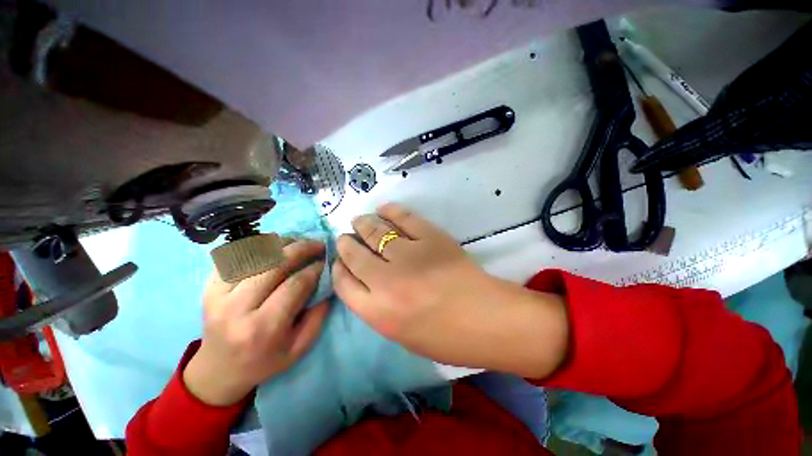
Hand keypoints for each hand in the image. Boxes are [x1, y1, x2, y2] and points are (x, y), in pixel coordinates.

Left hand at [183, 240, 329, 405]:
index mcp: (263, 328)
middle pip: (274, 264)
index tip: (326, 262)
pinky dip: (257, 247)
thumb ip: (318, 315)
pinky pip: (236, 256)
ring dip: (281, 244)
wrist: (219, 370)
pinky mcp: (208, 287)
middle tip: (317, 244)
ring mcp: (217, 295)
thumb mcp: (300, 348)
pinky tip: (274, 248)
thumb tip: (327, 282)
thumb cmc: (265, 361)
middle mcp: (237, 308)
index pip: (295, 285)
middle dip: (302, 249)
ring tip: (298, 243)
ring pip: (254, 255)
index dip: (314, 269)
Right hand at [333, 203, 568, 378]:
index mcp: (378, 312)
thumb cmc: (447, 338)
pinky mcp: (431, 237)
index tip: (340, 262)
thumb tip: (367, 282)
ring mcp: (409, 255)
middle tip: (346, 236)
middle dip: (346, 243)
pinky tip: (383, 209)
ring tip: (359, 220)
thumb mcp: (402, 335)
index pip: (344, 284)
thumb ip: (378, 309)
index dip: (339, 269)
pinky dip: (391, 211)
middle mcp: (386, 281)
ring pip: (375, 232)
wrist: (488, 319)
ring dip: (363, 224)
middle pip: (354, 254)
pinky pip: (405, 218)